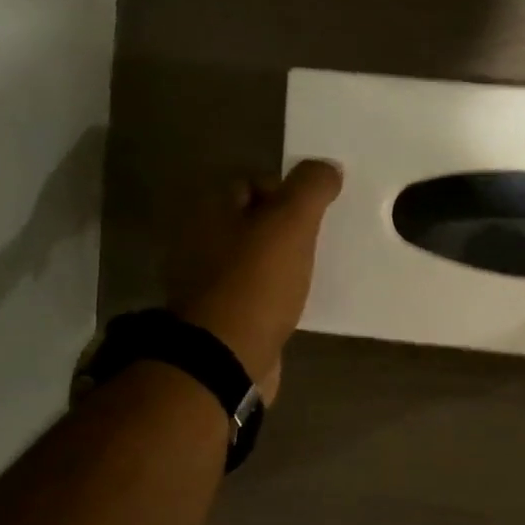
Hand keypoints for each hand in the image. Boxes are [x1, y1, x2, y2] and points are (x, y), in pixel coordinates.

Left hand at [179, 160, 342, 403]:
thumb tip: (327, 168)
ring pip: (252, 259)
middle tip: (316, 245)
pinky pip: (252, 294)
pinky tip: (293, 306)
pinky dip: (272, 295)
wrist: (225, 357)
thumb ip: (311, 188)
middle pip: (251, 222)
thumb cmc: (256, 282)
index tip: (314, 216)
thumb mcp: (291, 223)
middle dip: (284, 230)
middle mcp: (197, 239)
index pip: (251, 182)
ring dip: (280, 264)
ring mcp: (203, 281)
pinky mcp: (217, 317)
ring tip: (310, 276)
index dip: (287, 192)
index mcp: (208, 209)